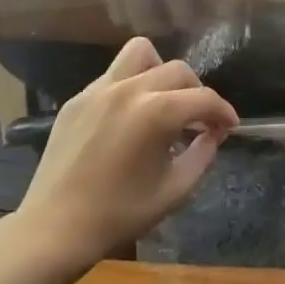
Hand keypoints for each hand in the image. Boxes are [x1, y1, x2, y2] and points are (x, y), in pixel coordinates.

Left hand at [17, 37, 236, 260]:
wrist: (55, 229)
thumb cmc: (120, 214)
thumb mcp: (174, 190)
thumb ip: (203, 155)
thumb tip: (214, 133)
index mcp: (156, 112)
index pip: (203, 98)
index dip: (223, 111)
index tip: (229, 126)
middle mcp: (129, 89)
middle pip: (177, 70)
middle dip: (196, 92)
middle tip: (198, 121)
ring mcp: (99, 89)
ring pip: (140, 54)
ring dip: (160, 72)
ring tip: (162, 102)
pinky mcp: (77, 99)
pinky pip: (113, 76)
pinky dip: (131, 87)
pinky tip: (129, 119)